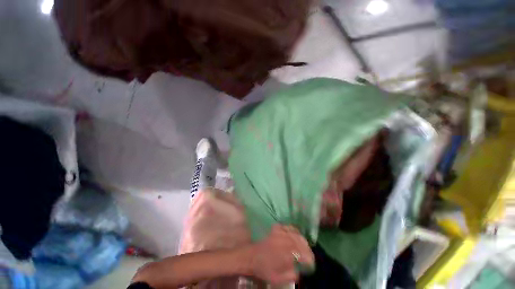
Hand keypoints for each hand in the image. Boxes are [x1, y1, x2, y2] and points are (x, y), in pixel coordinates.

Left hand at [247, 225, 313, 285]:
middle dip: (308, 250)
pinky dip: (295, 232)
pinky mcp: (277, 228)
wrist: (251, 256)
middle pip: (301, 243)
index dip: (310, 260)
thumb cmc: (264, 269)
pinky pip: (289, 227)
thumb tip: (300, 270)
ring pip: (297, 234)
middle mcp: (285, 240)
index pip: (304, 255)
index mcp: (286, 254)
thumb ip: (292, 275)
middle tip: (309, 257)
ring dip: (303, 241)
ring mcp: (281, 232)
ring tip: (305, 248)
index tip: (311, 264)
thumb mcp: (278, 279)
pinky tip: (297, 236)